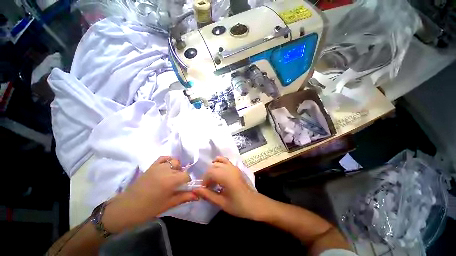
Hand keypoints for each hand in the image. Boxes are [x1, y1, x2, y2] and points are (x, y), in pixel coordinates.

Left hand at [102, 156, 197, 232]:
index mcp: (171, 180)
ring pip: (174, 162)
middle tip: (176, 185)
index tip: (183, 188)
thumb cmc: (148, 209)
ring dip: (176, 168)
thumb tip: (198, 196)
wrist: (125, 208)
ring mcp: (158, 166)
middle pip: (181, 169)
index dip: (187, 182)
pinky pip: (164, 158)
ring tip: (171, 177)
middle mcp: (166, 170)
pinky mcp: (152, 166)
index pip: (186, 176)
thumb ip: (184, 197)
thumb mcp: (168, 204)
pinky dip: (168, 160)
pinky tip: (167, 167)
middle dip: (181, 176)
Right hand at [193, 156, 265, 219]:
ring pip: (219, 162)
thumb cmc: (238, 206)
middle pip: (213, 167)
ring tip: (212, 179)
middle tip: (208, 187)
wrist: (255, 204)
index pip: (210, 172)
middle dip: (208, 175)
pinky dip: (220, 162)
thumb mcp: (221, 202)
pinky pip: (226, 161)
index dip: (204, 180)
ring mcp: (234, 167)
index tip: (204, 190)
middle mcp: (229, 168)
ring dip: (213, 169)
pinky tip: (218, 170)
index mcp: (226, 176)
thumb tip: (195, 190)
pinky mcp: (236, 168)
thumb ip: (208, 195)